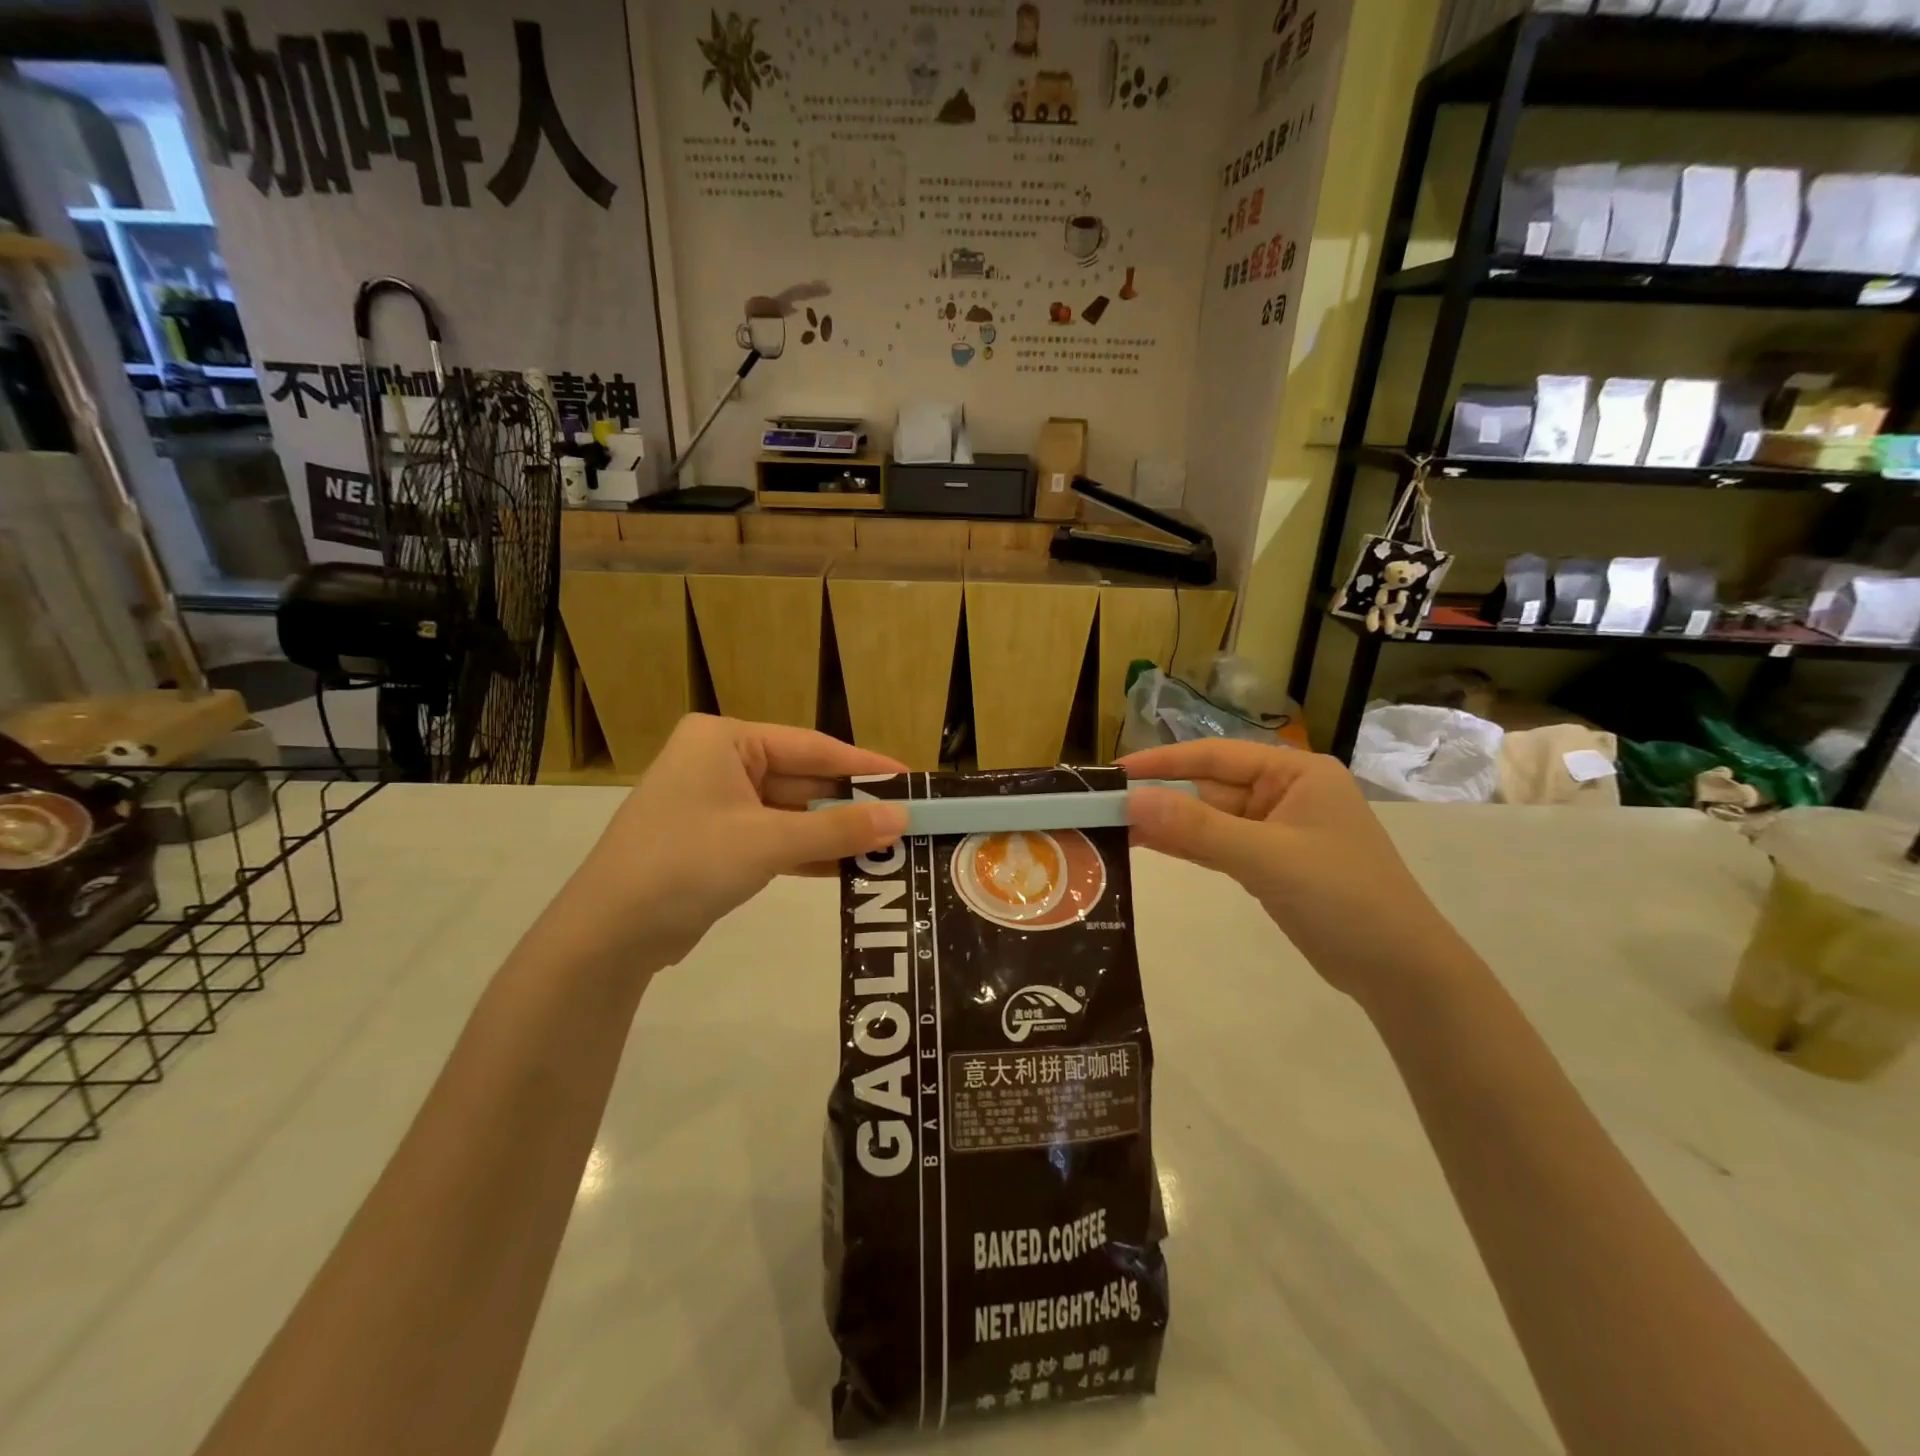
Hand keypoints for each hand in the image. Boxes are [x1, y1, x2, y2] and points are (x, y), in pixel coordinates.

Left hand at [555, 715, 907, 969]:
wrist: (609, 934)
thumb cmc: (687, 863)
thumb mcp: (769, 841)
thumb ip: (839, 830)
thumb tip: (903, 820)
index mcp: (726, 740)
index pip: (812, 747)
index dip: (864, 766)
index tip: (910, 780)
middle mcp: (721, 762)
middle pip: (803, 780)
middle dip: (851, 806)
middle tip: (906, 820)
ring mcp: (718, 805)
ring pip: (792, 813)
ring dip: (835, 833)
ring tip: (890, 846)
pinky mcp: (718, 843)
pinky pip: (776, 839)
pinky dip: (809, 853)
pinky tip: (852, 867)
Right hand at [1121, 740, 1469, 1000]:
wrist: (1400, 972)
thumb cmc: (1343, 898)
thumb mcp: (1268, 858)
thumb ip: (1198, 829)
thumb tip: (1132, 801)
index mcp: (1296, 773)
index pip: (1216, 755)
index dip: (1164, 761)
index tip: (1115, 771)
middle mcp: (1285, 793)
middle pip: (1209, 787)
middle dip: (1160, 796)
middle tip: (1103, 806)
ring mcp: (1277, 830)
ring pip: (1210, 818)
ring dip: (1168, 823)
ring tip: (1113, 826)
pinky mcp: (1269, 863)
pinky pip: (1218, 845)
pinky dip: (1186, 846)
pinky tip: (1146, 845)